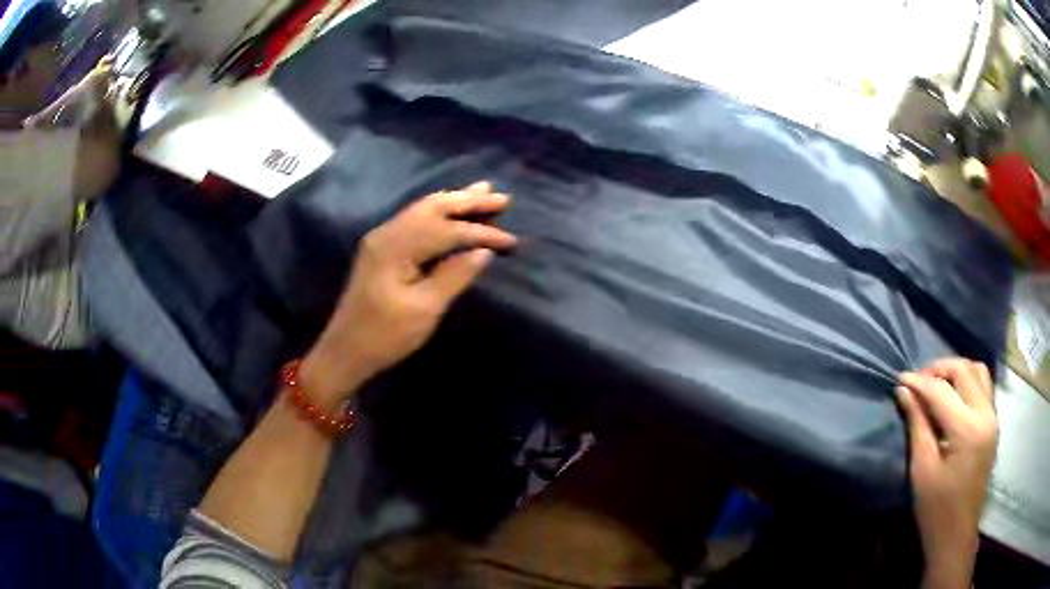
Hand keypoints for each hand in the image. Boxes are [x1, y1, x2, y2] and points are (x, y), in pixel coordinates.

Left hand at [301, 182, 516, 407]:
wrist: (344, 351)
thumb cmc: (385, 336)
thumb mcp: (424, 310)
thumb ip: (454, 275)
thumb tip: (484, 252)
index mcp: (396, 247)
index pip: (447, 230)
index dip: (481, 233)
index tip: (512, 241)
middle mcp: (387, 233)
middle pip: (433, 208)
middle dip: (468, 201)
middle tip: (502, 196)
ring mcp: (382, 239)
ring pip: (423, 209)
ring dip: (454, 200)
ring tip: (481, 191)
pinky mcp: (381, 248)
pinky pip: (415, 219)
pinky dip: (438, 211)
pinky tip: (450, 209)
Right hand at [896, 359, 997, 588]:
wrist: (957, 534)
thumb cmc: (936, 510)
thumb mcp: (922, 471)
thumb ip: (917, 426)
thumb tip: (904, 391)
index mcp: (967, 430)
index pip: (941, 391)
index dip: (919, 382)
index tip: (899, 378)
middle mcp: (985, 414)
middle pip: (964, 370)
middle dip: (939, 369)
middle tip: (918, 380)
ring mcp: (993, 417)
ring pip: (978, 371)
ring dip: (957, 370)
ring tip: (937, 383)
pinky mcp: (993, 423)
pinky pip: (984, 385)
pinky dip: (968, 380)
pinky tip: (954, 395)